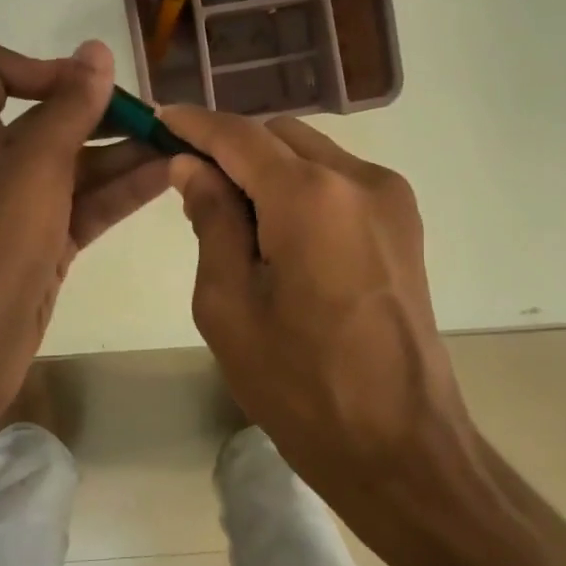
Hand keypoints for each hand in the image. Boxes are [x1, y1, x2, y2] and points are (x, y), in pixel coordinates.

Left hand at [0, 39, 169, 432]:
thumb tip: (95, 52)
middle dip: (103, 114)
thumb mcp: (32, 170)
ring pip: (78, 166)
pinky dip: (122, 192)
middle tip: (160, 121)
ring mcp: (22, 207)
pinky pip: (88, 205)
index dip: (39, 67)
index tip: (87, 89)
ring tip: (180, 148)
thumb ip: (68, 110)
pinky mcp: (46, 244)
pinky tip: (168, 180)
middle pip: (50, 119)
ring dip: (125, 155)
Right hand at [158, 106, 493, 565]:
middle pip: (280, 135)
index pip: (240, 136)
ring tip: (236, 217)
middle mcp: (359, 178)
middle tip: (192, 183)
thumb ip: (211, 221)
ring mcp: (391, 198)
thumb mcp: (229, 306)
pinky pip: (341, 181)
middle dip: (233, 148)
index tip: (160, 122)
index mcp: (310, 196)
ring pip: (314, 154)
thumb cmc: (301, 386)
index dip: (195, 125)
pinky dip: (304, 188)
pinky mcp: (405, 223)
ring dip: (270, 168)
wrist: (401, 443)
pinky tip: (281, 232)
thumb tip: (193, 167)